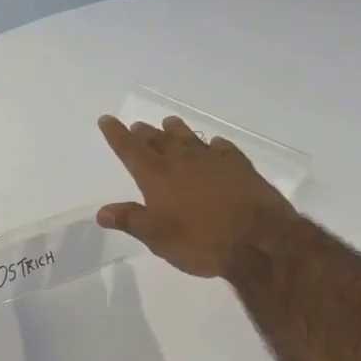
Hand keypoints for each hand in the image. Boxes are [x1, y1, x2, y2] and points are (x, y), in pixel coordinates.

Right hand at [96, 115, 296, 278]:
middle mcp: (182, 161)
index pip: (130, 149)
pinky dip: (213, 145)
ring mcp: (213, 160)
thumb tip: (102, 212)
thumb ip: (130, 220)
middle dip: (144, 133)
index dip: (116, 134)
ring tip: (168, 123)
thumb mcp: (157, 238)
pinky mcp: (240, 166)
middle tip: (137, 127)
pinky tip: (214, 144)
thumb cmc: (200, 241)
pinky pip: (222, 148)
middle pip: (158, 140)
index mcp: (157, 176)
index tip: (107, 119)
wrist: (258, 239)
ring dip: (176, 130)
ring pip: (189, 137)